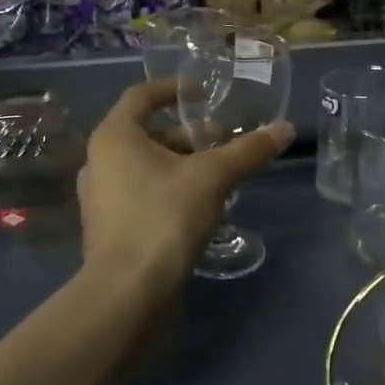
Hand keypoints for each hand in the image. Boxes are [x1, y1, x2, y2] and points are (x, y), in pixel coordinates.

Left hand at [77, 78, 291, 304]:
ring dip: (183, 165)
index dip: (173, 89)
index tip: (204, 92)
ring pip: (147, 167)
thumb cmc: (163, 218)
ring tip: (221, 174)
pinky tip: (202, 207)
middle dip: (188, 135)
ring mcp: (102, 198)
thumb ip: (247, 151)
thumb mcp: (212, 178)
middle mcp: (100, 161)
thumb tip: (285, 128)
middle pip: (148, 134)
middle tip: (224, 141)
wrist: (127, 294)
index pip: (141, 96)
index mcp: (113, 137)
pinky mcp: (111, 228)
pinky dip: (170, 190)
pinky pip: (143, 194)